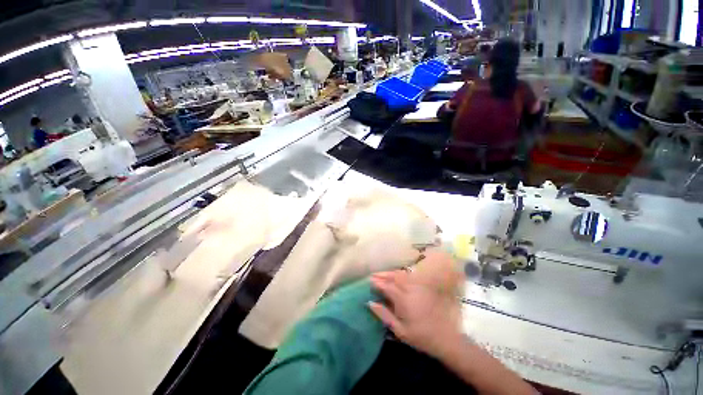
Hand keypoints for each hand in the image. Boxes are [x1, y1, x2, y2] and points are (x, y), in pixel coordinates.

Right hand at [368, 248, 463, 357]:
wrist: (444, 337)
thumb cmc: (420, 336)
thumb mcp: (400, 331)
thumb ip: (384, 315)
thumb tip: (370, 303)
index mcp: (403, 300)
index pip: (387, 286)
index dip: (377, 282)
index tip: (369, 280)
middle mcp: (410, 289)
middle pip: (394, 277)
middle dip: (382, 274)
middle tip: (373, 275)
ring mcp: (418, 287)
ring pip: (401, 274)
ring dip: (390, 272)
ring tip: (382, 274)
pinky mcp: (423, 287)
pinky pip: (409, 276)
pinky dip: (400, 274)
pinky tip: (396, 276)